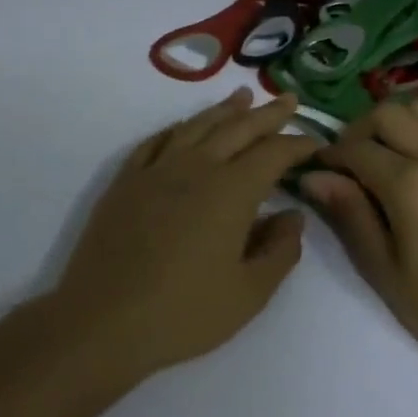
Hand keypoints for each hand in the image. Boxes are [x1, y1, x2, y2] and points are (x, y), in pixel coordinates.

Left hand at [53, 87, 320, 380]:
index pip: (273, 154)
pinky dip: (178, 128)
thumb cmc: (183, 313)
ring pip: (197, 125)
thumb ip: (280, 251)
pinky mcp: (126, 180)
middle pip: (238, 128)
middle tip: (289, 100)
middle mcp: (197, 167)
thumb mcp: (248, 294)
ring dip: (224, 109)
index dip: (298, 144)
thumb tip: (293, 215)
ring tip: (242, 95)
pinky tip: (184, 126)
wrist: (102, 321)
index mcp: (232, 191)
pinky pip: (157, 141)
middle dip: (268, 113)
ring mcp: (157, 169)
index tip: (315, 141)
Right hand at [305, 101, 417, 381]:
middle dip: (360, 130)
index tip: (318, 170)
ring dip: (401, 121)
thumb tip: (314, 176)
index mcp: (408, 183)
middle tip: (352, 162)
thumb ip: (350, 215)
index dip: (330, 156)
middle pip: (388, 114)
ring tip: (393, 152)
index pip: (355, 149)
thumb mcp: (385, 271)